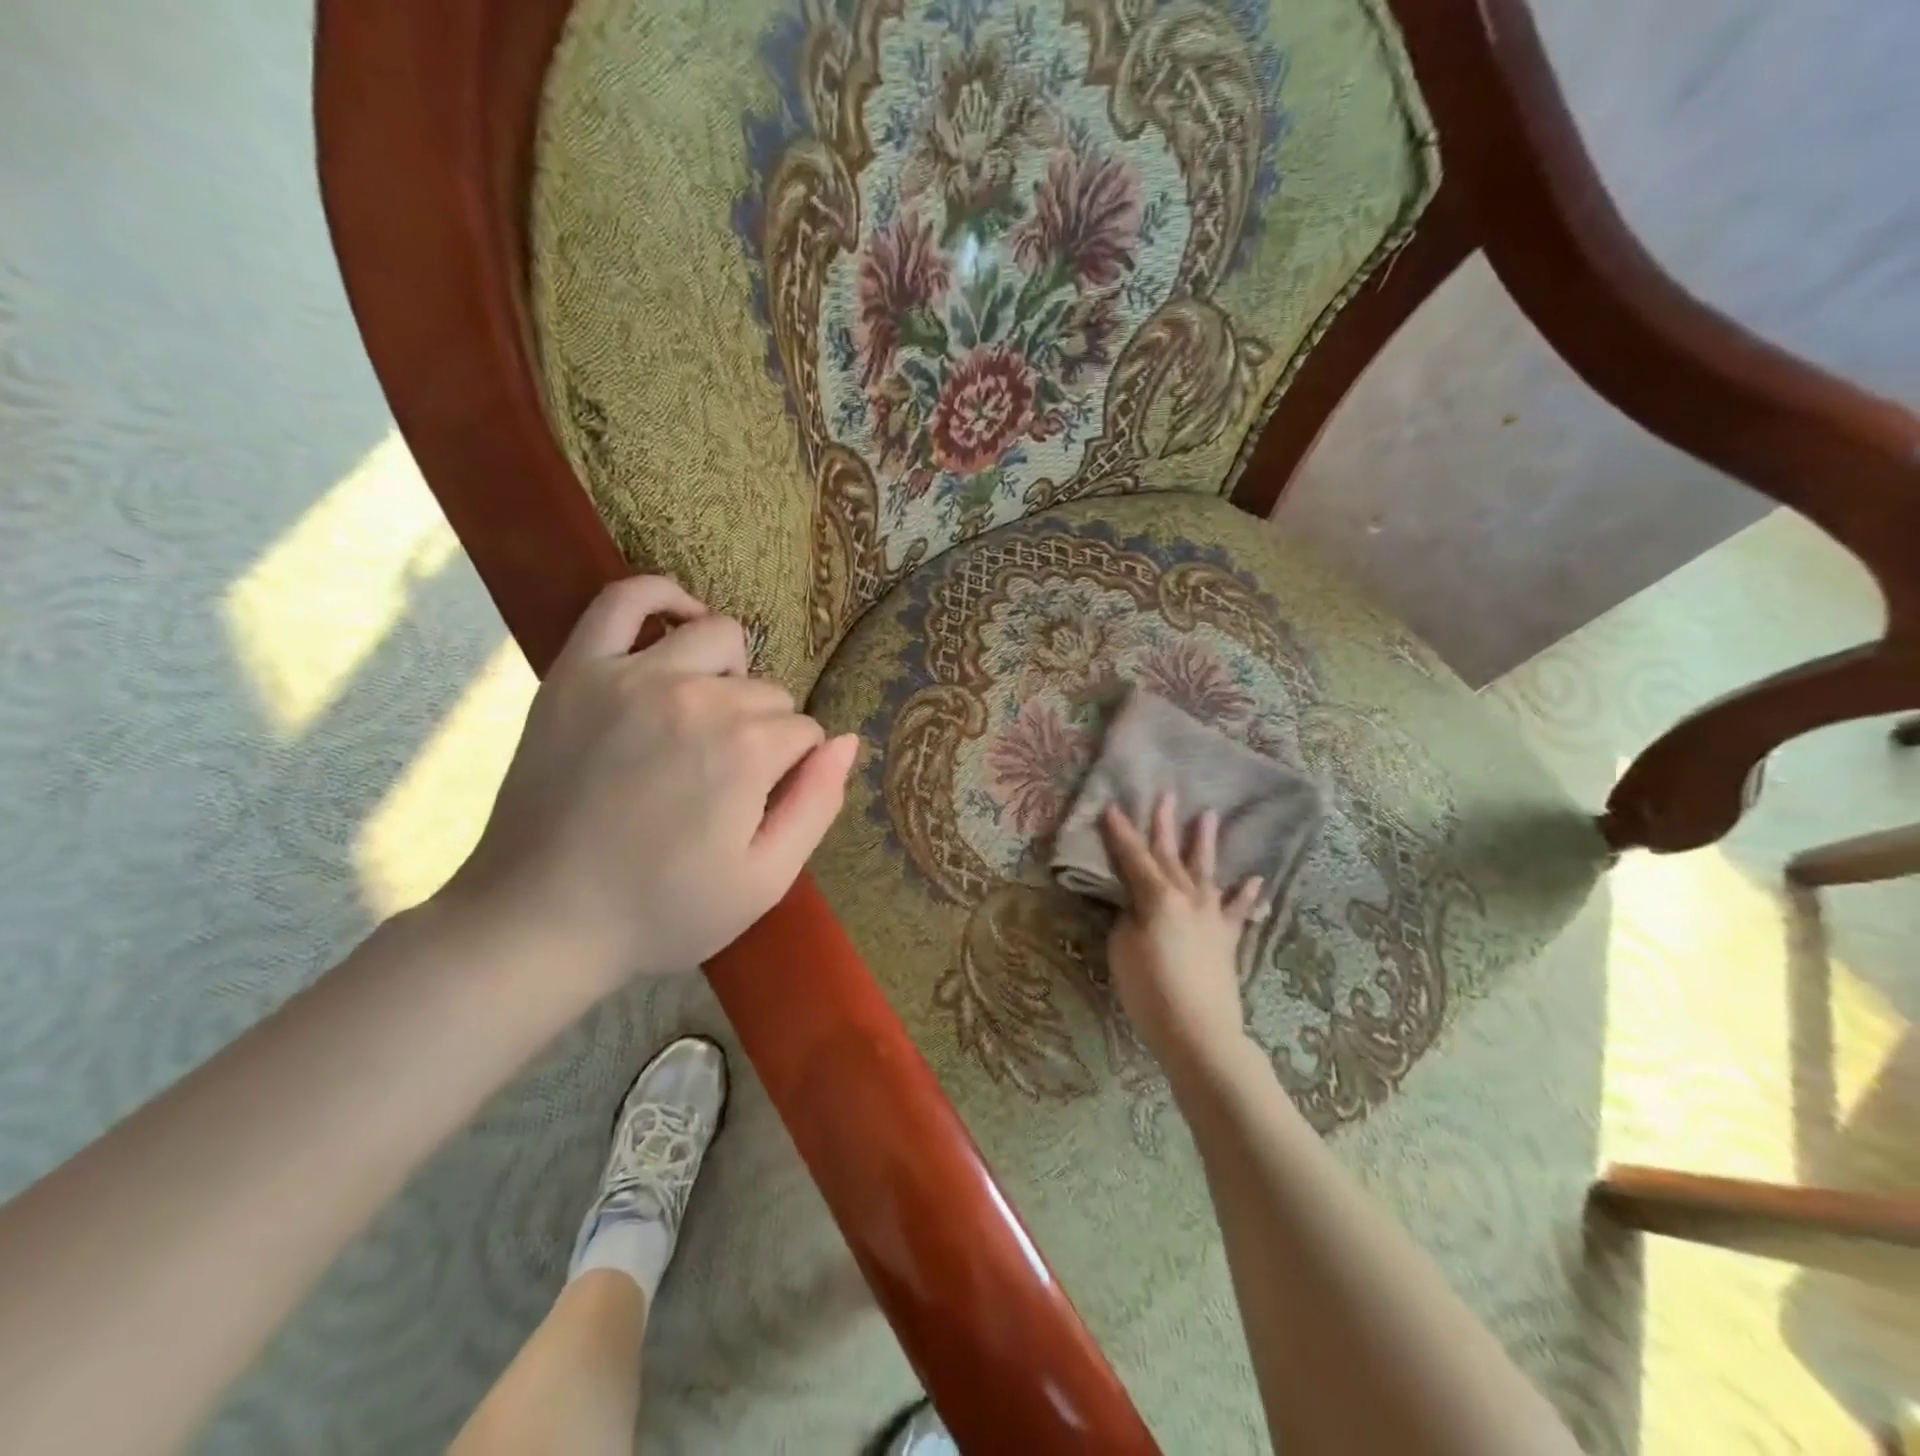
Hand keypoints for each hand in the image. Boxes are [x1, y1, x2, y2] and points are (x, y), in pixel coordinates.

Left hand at [443, 577, 857, 992]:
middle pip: (767, 692)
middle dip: (764, 732)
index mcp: (747, 751)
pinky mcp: (579, 670)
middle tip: (726, 781)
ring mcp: (632, 676)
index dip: (794, 770)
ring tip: (708, 716)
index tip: (762, 804)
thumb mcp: (764, 881)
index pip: (805, 732)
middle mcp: (697, 697)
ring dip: (731, 674)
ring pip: (720, 638)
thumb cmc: (662, 911)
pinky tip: (679, 622)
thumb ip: (818, 805)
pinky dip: (663, 597)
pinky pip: (626, 598)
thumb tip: (848, 740)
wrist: (540, 921)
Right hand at [1100, 792, 1263, 1077]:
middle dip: (1164, 824)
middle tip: (1166, 794)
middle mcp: (1187, 898)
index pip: (1133, 857)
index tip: (1112, 807)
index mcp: (1157, 897)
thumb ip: (1130, 918)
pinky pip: (1238, 912)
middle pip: (1171, 854)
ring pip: (1206, 872)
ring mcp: (1212, 917)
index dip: (1120, 833)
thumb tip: (1139, 906)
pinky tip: (1254, 879)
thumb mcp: (1123, 949)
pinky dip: (1246, 895)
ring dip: (1205, 843)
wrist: (1199, 1032)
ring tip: (1208, 816)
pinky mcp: (1227, 940)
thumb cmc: (1150, 990)